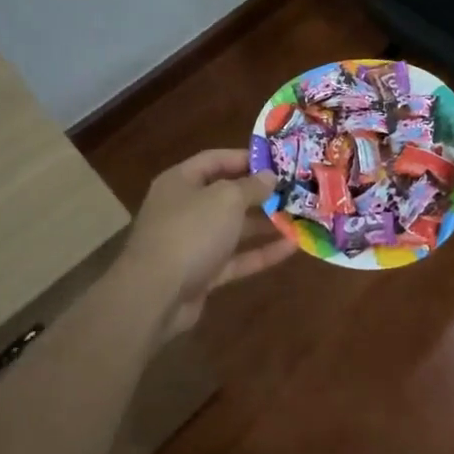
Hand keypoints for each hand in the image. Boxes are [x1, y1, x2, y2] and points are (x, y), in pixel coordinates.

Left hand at [121, 150, 292, 338]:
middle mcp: (184, 208)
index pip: (215, 160)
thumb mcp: (226, 199)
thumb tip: (269, 176)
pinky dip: (260, 253)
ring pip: (233, 229)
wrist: (155, 295)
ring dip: (264, 224)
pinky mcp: (201, 274)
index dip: (245, 157)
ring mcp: (191, 243)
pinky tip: (292, 248)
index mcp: (181, 181)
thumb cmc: (190, 231)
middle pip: (225, 195)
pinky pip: (235, 258)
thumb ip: (251, 186)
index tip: (277, 160)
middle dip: (259, 194)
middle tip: (293, 190)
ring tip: (299, 217)